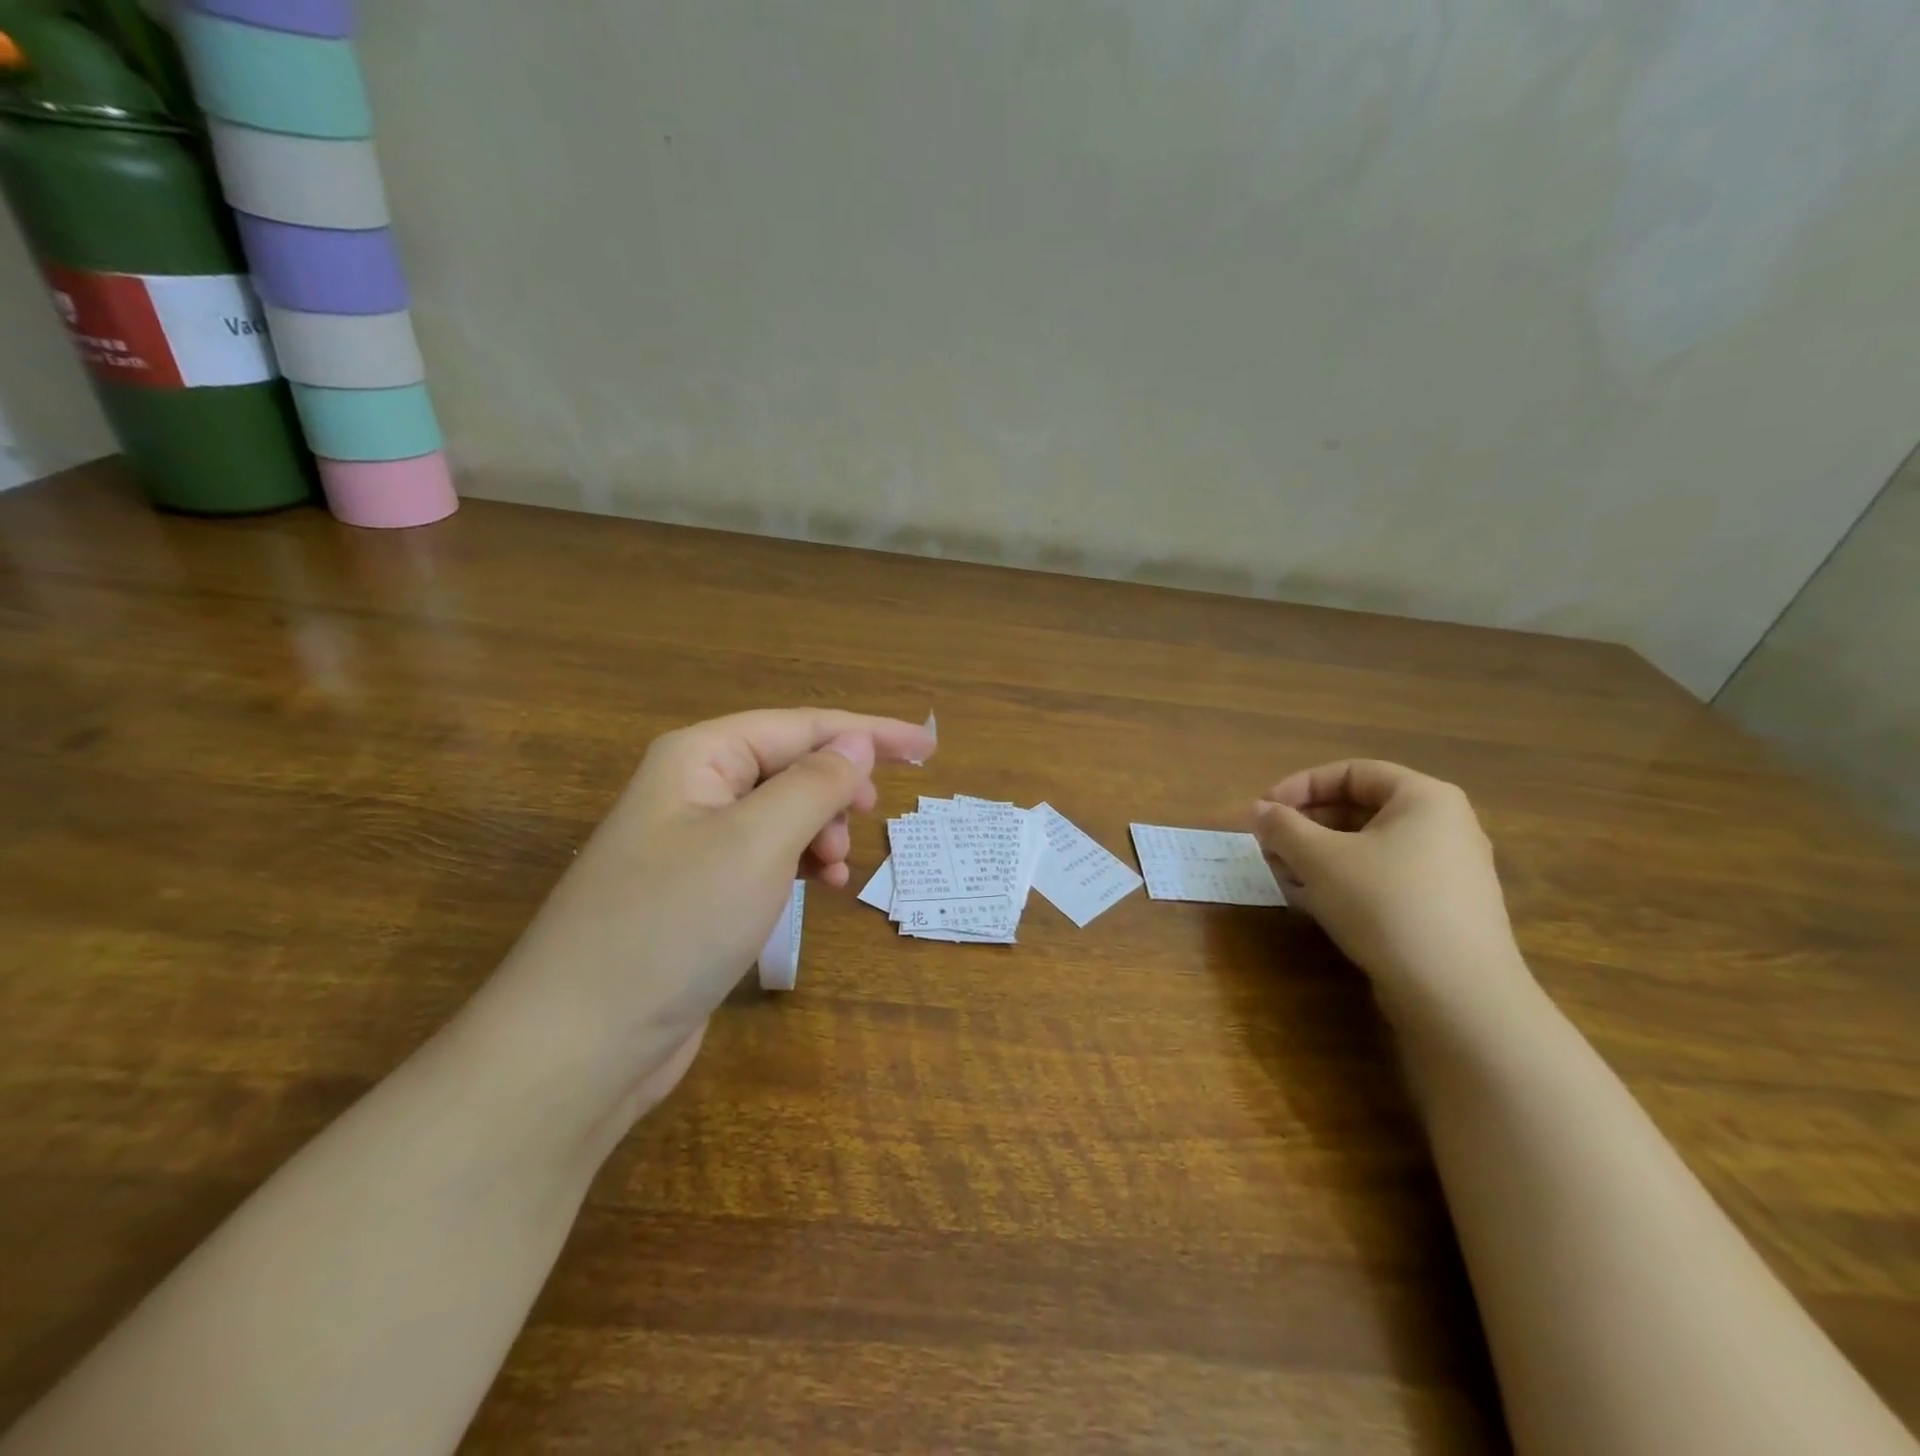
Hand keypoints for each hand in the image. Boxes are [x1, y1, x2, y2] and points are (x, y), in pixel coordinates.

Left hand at [481, 709, 936, 1130]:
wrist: (582, 1043)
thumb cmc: (674, 923)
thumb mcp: (758, 842)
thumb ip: (815, 783)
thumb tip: (858, 742)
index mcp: (700, 756)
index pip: (802, 725)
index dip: (869, 733)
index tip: (927, 749)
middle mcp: (694, 788)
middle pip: (790, 765)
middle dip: (838, 787)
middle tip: (870, 819)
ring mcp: (692, 843)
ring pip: (782, 813)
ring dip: (822, 830)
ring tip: (838, 869)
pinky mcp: (697, 892)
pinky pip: (766, 856)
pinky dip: (800, 864)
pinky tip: (820, 888)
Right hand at [1251, 760, 1530, 1017]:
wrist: (1457, 995)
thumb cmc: (1385, 904)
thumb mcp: (1319, 858)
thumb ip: (1282, 827)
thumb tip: (1258, 810)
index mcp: (1424, 798)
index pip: (1351, 772)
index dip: (1300, 786)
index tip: (1264, 811)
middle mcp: (1444, 826)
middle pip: (1359, 810)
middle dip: (1305, 826)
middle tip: (1269, 847)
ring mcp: (1448, 871)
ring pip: (1368, 848)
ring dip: (1319, 856)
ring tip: (1284, 878)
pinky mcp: (1443, 910)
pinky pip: (1384, 878)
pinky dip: (1345, 882)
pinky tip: (1315, 904)